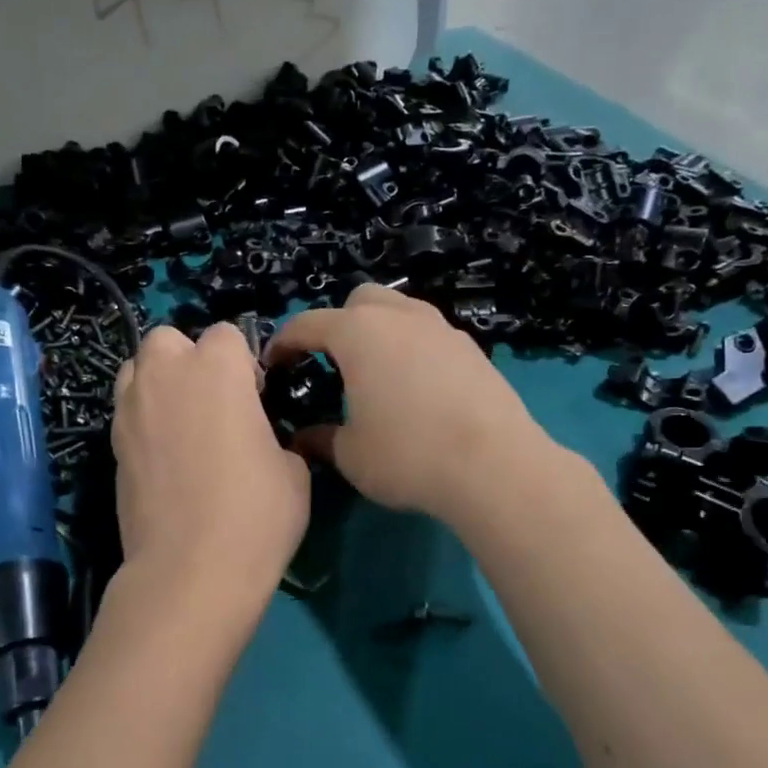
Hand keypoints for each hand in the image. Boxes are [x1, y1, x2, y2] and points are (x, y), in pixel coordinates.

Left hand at [112, 324, 310, 599]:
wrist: (190, 570)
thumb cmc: (256, 513)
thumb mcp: (294, 470)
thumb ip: (275, 435)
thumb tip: (261, 438)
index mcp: (217, 368)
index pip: (227, 334)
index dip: (243, 363)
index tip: (256, 400)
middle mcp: (166, 375)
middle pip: (168, 339)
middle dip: (189, 359)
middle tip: (213, 402)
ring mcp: (130, 409)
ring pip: (137, 369)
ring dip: (159, 382)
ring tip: (182, 422)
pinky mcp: (111, 445)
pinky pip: (126, 411)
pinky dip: (143, 418)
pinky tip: (164, 456)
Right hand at [266, 286, 550, 524]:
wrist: (494, 466)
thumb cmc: (407, 455)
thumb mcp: (351, 454)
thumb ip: (321, 439)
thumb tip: (303, 438)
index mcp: (358, 333)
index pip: (307, 324)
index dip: (284, 343)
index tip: (273, 364)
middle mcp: (400, 317)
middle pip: (359, 301)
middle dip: (338, 323)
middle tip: (331, 363)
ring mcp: (441, 329)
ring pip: (400, 311)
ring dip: (379, 331)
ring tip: (375, 372)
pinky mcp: (472, 349)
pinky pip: (429, 335)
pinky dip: (412, 348)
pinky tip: (416, 388)